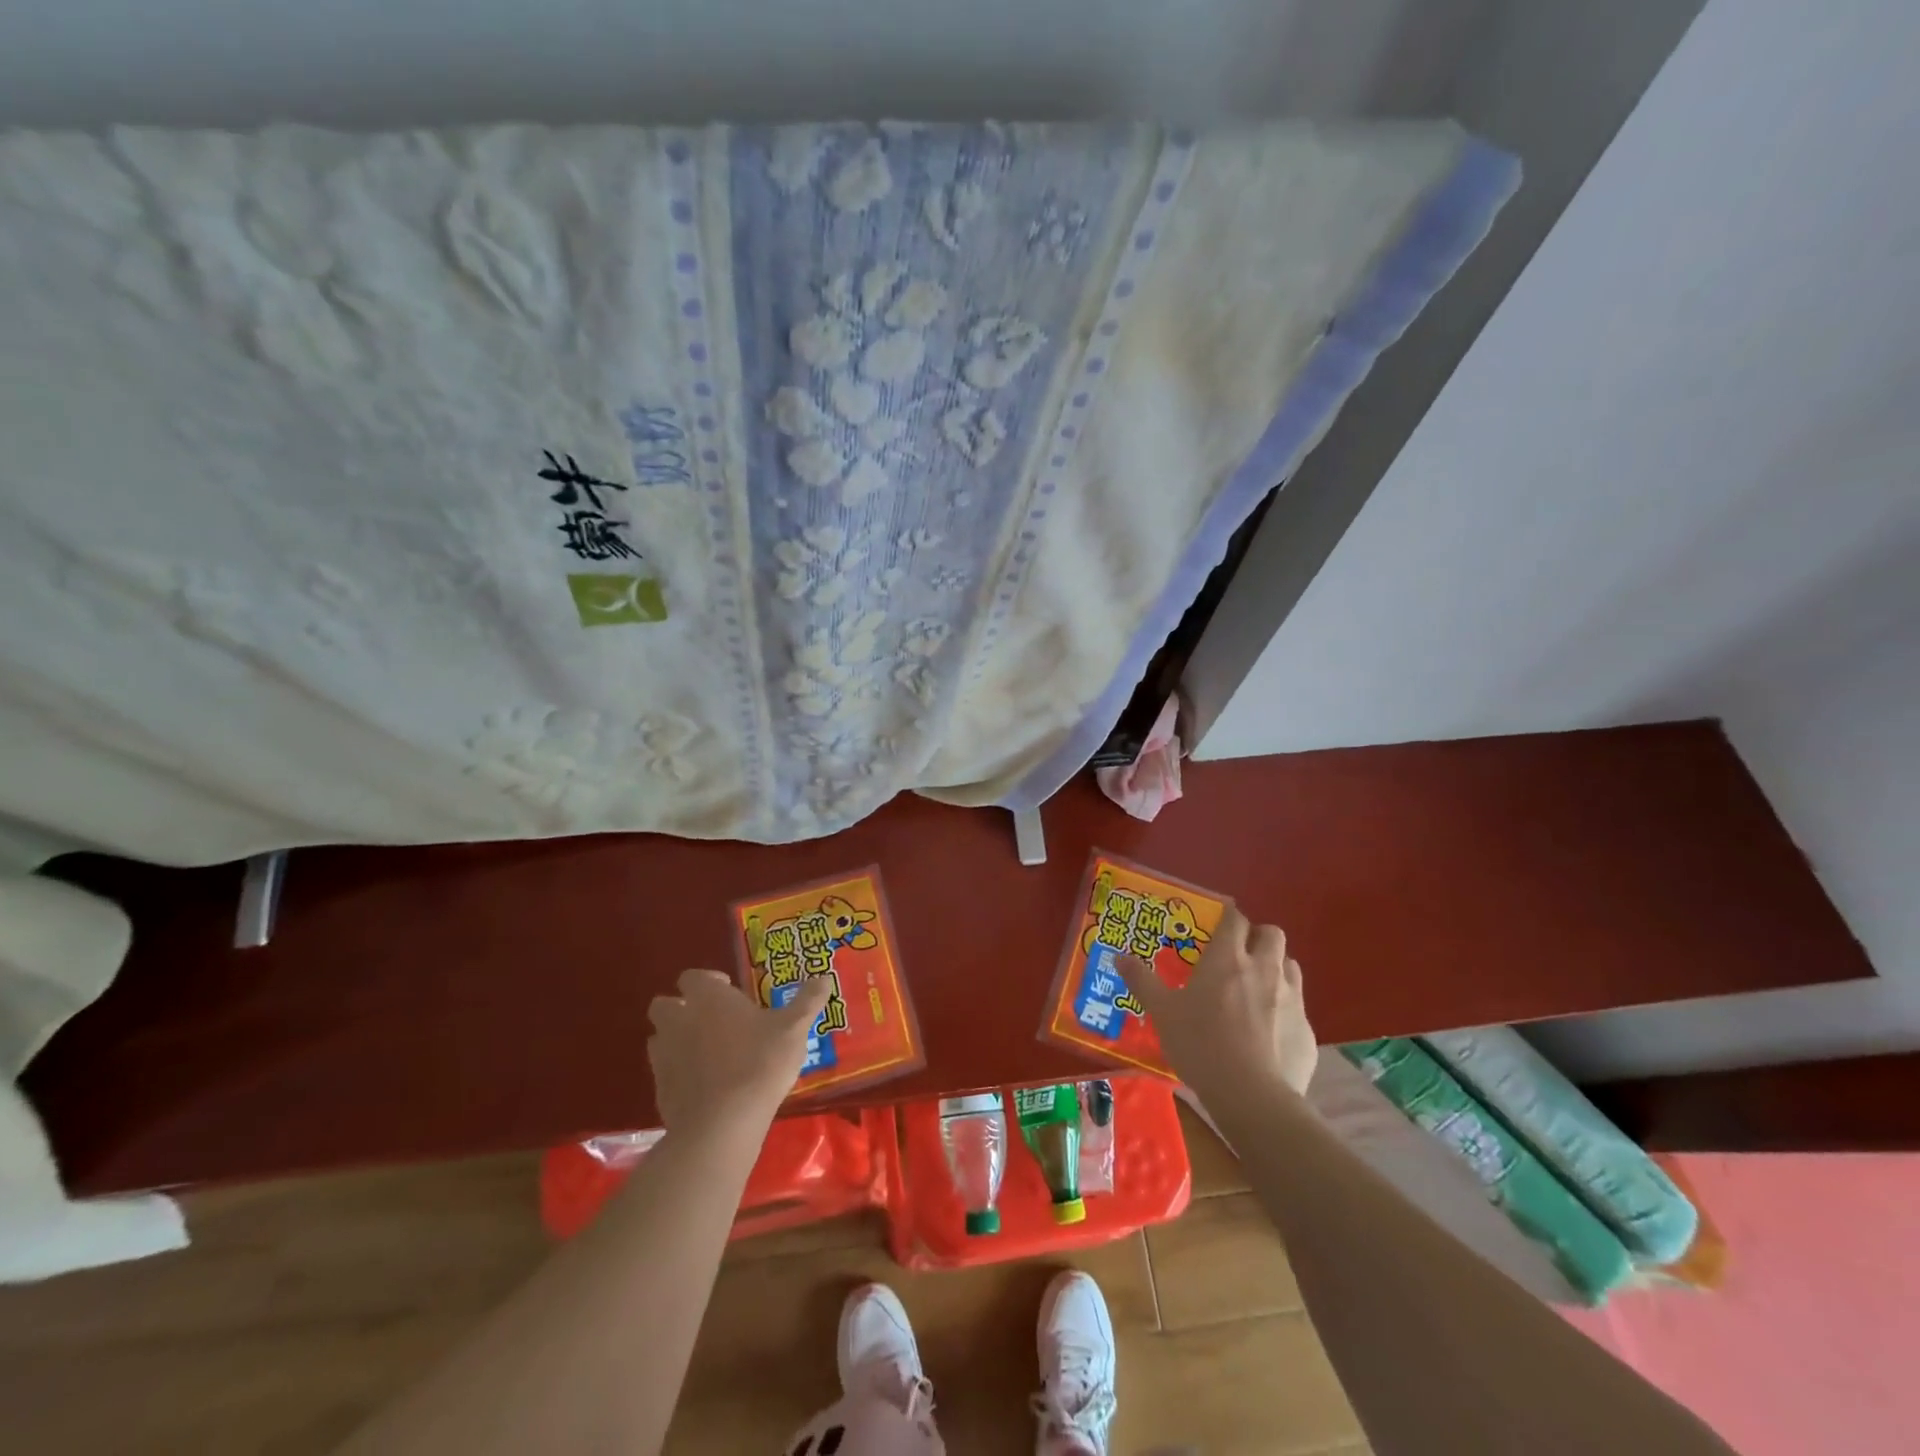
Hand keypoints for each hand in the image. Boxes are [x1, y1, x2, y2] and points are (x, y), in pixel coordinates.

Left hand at [646, 969, 830, 1141]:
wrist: (722, 1124)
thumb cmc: (760, 1063)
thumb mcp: (794, 1029)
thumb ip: (808, 1000)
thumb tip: (825, 976)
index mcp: (708, 998)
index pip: (693, 976)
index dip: (709, 981)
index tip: (729, 991)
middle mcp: (679, 1020)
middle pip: (665, 1004)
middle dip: (682, 1008)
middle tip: (712, 1020)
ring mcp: (664, 1056)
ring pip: (660, 1038)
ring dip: (676, 1039)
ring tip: (706, 1052)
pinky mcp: (659, 1090)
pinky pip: (664, 1072)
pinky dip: (678, 1073)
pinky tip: (703, 1085)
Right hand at [1118, 906, 1317, 1101]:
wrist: (1252, 1096)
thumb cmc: (1201, 1045)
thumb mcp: (1162, 1013)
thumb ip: (1142, 981)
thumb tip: (1119, 957)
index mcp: (1227, 959)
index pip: (1235, 919)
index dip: (1228, 917)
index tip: (1217, 924)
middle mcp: (1264, 969)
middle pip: (1272, 934)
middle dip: (1258, 936)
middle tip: (1239, 953)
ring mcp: (1291, 998)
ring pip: (1290, 965)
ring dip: (1276, 967)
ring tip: (1257, 987)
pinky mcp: (1307, 1029)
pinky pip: (1298, 1006)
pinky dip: (1285, 1009)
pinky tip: (1270, 1031)